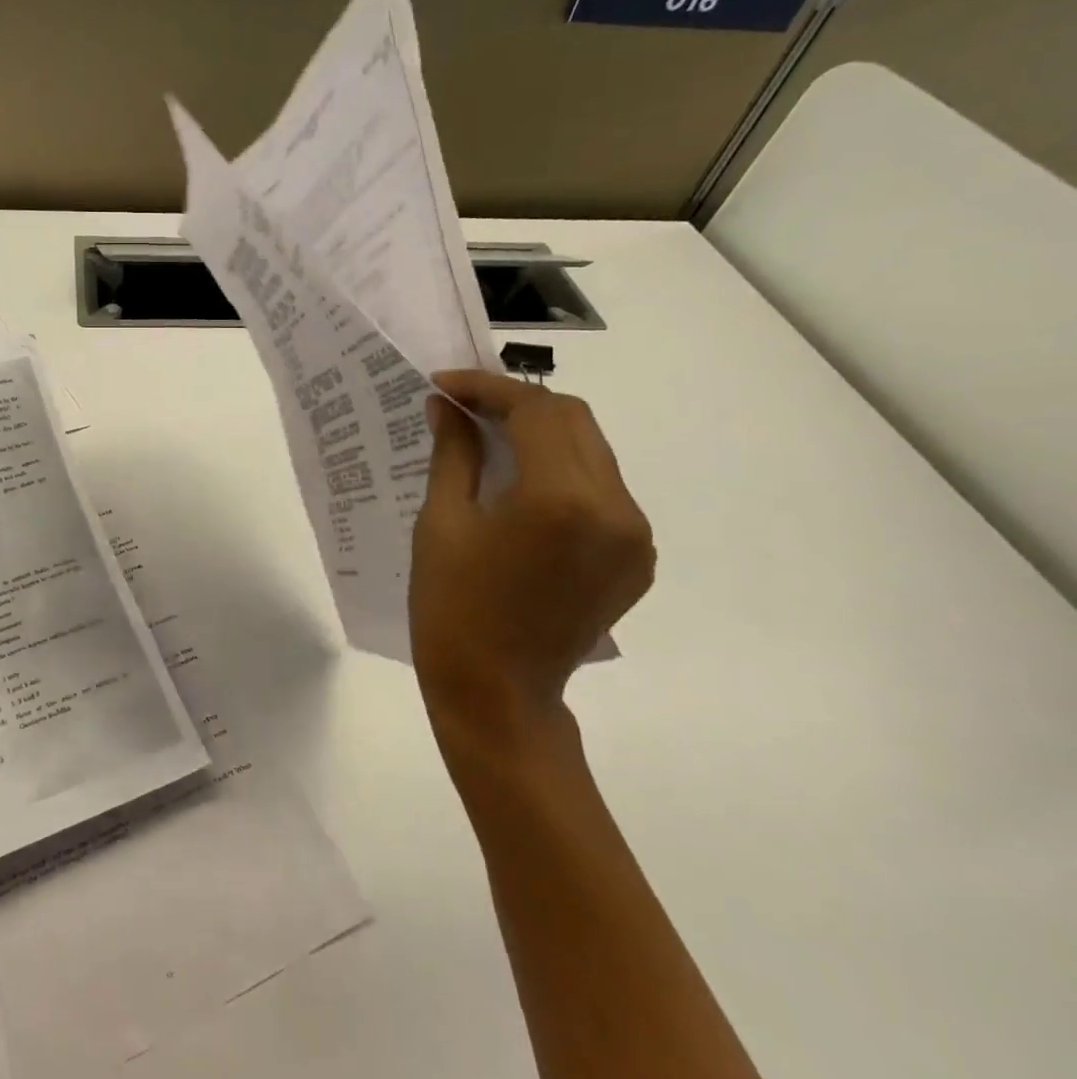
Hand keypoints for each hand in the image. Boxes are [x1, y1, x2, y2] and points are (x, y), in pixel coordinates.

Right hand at [411, 370, 654, 750]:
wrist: (497, 693)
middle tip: (464, 406)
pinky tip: (522, 482)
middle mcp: (615, 508)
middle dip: (517, 402)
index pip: (535, 410)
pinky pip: (602, 489)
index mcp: (561, 499)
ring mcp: (635, 536)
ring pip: (592, 450)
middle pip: (573, 420)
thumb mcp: (441, 522)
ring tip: (488, 436)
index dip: (487, 387)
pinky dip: (562, 469)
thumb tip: (445, 404)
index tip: (443, 385)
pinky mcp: (637, 557)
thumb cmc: (451, 606)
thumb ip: (453, 453)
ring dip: (542, 432)